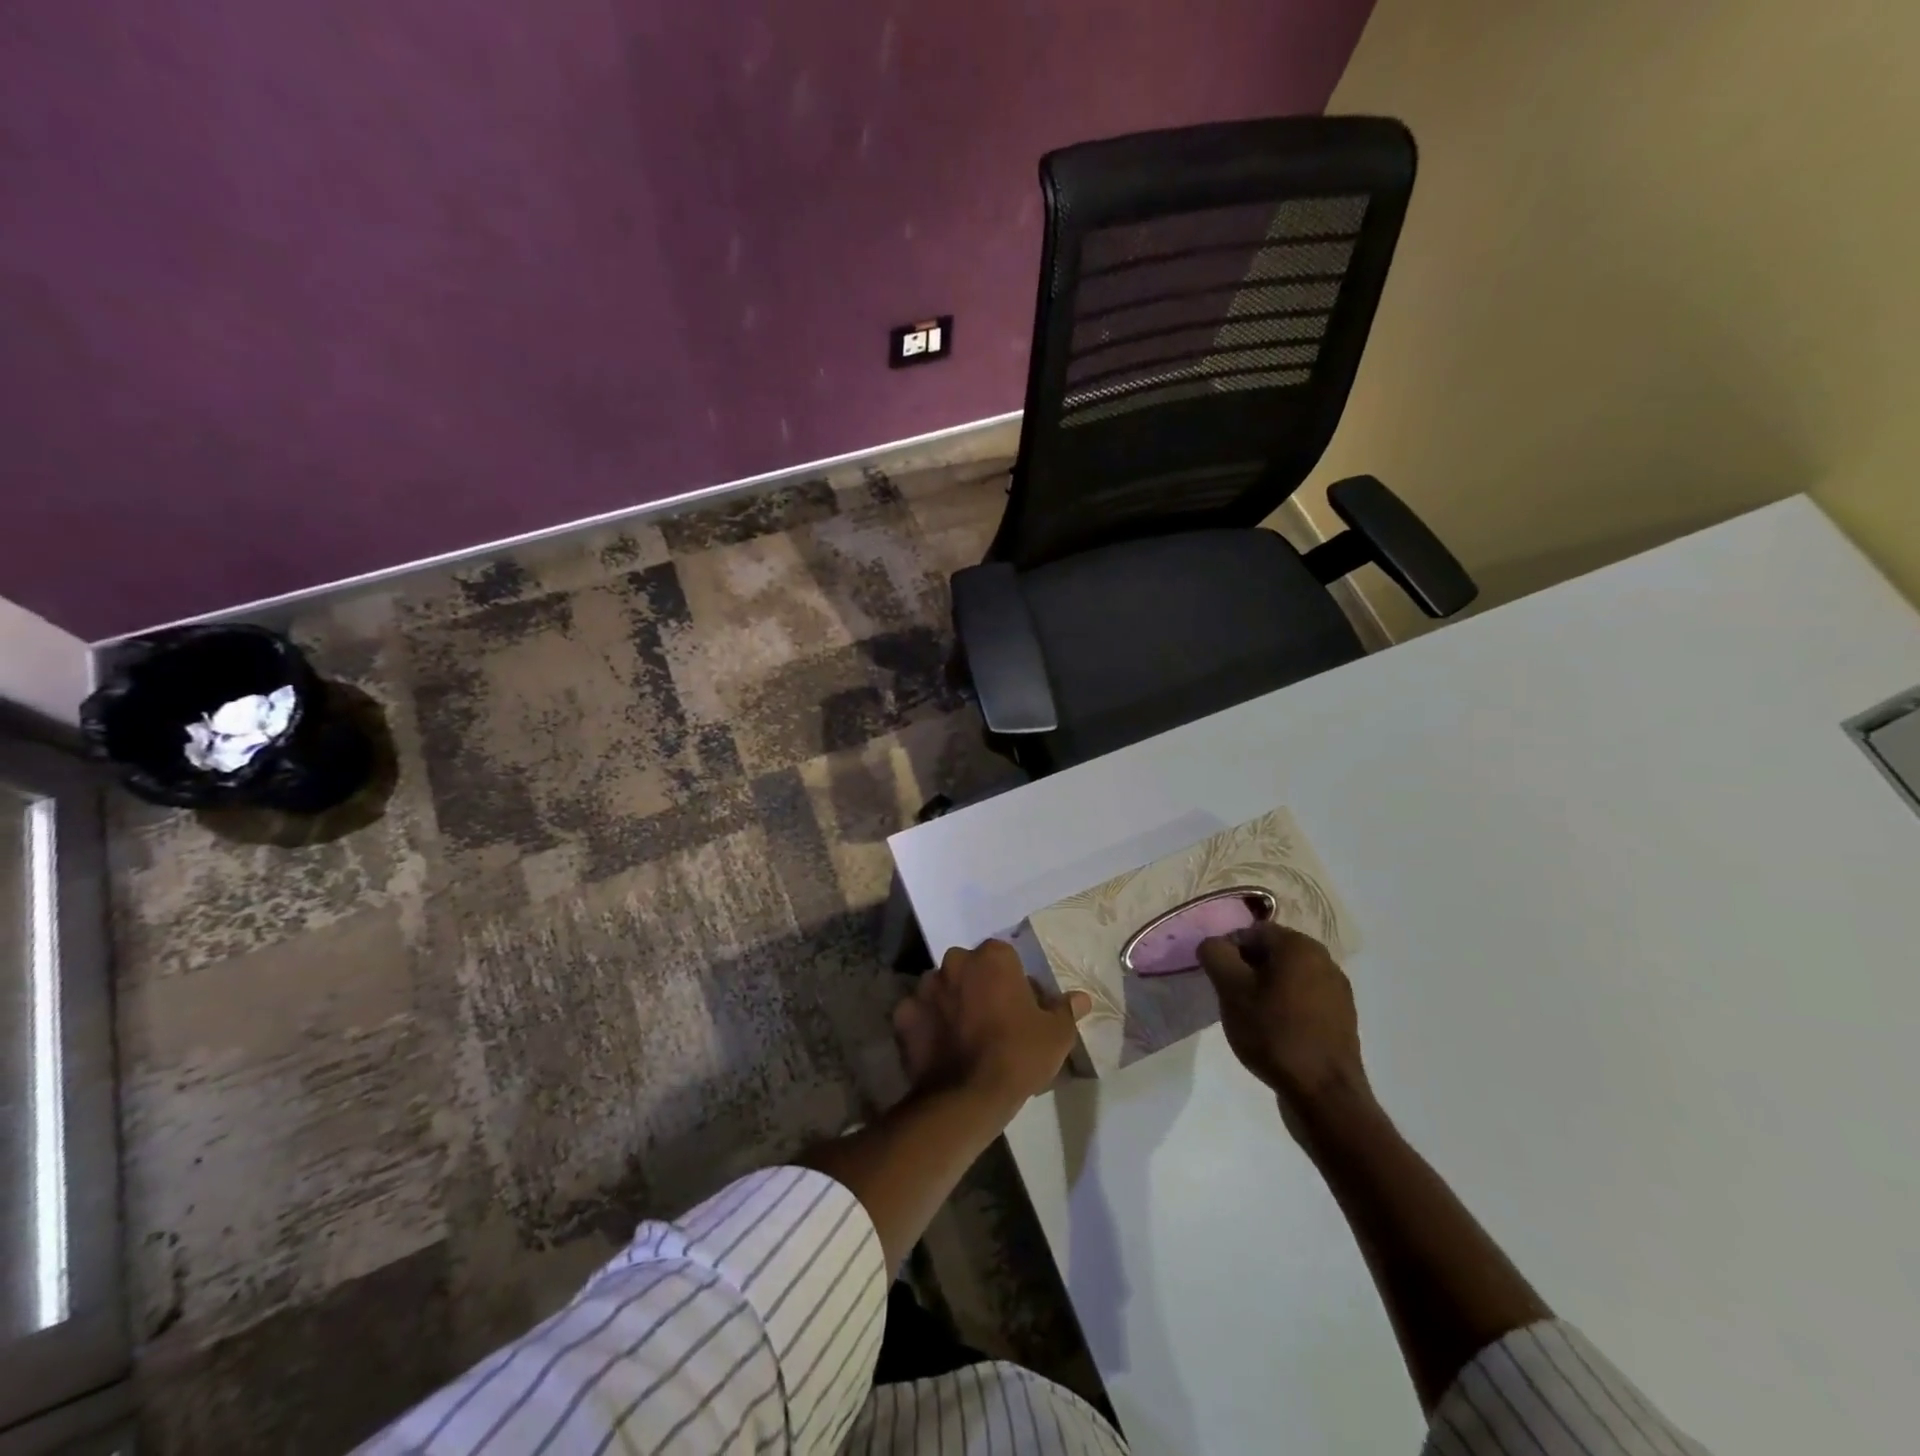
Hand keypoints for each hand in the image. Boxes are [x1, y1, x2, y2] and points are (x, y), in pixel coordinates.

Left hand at [893, 940, 1090, 1109]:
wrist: (967, 1098)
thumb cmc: (1018, 1056)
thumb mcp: (1056, 1035)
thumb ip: (1066, 1010)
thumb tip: (1080, 998)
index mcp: (992, 957)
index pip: (1005, 958)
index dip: (1014, 982)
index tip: (1021, 1008)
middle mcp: (955, 962)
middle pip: (970, 969)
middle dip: (979, 987)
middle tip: (993, 1022)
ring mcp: (924, 987)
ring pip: (942, 988)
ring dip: (951, 1003)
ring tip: (964, 1037)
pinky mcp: (903, 1015)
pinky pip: (919, 1014)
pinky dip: (927, 1025)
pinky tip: (940, 1048)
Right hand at [1198, 924, 1371, 1114]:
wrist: (1324, 1094)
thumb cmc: (1274, 1033)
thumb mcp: (1231, 990)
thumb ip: (1216, 955)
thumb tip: (1214, 944)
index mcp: (1298, 945)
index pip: (1251, 931)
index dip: (1228, 951)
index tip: (1218, 979)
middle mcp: (1324, 959)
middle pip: (1271, 952)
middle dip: (1247, 969)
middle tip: (1232, 998)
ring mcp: (1337, 989)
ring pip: (1288, 976)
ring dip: (1266, 988)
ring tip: (1253, 1018)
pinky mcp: (1342, 1017)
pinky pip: (1305, 998)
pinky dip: (1287, 1006)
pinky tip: (1276, 1032)